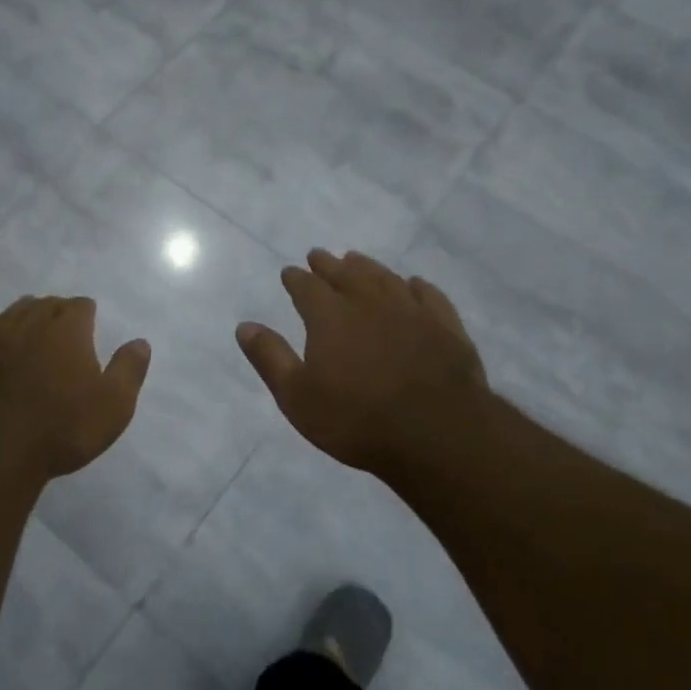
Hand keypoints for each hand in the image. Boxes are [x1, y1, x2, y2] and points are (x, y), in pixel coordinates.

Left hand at [0, 296, 150, 479]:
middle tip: (64, 337)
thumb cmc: (63, 425)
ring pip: (15, 313)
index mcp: (69, 326)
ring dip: (27, 320)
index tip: (90, 331)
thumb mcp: (114, 404)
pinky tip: (0, 352)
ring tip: (33, 339)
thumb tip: (140, 342)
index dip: (87, 316)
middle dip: (57, 314)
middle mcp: (32, 320)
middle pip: (47, 304)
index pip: (81, 305)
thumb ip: (129, 369)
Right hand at [236, 251, 490, 482]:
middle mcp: (369, 302)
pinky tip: (413, 284)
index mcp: (330, 316)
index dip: (296, 279)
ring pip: (385, 278)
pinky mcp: (445, 326)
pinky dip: (416, 286)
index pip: (307, 287)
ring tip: (356, 260)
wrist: (437, 434)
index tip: (290, 272)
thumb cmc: (357, 419)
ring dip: (367, 267)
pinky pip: (428, 295)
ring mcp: (411, 311)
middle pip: (345, 274)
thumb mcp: (297, 396)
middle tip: (319, 255)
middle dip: (328, 265)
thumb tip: (244, 326)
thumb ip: (270, 358)